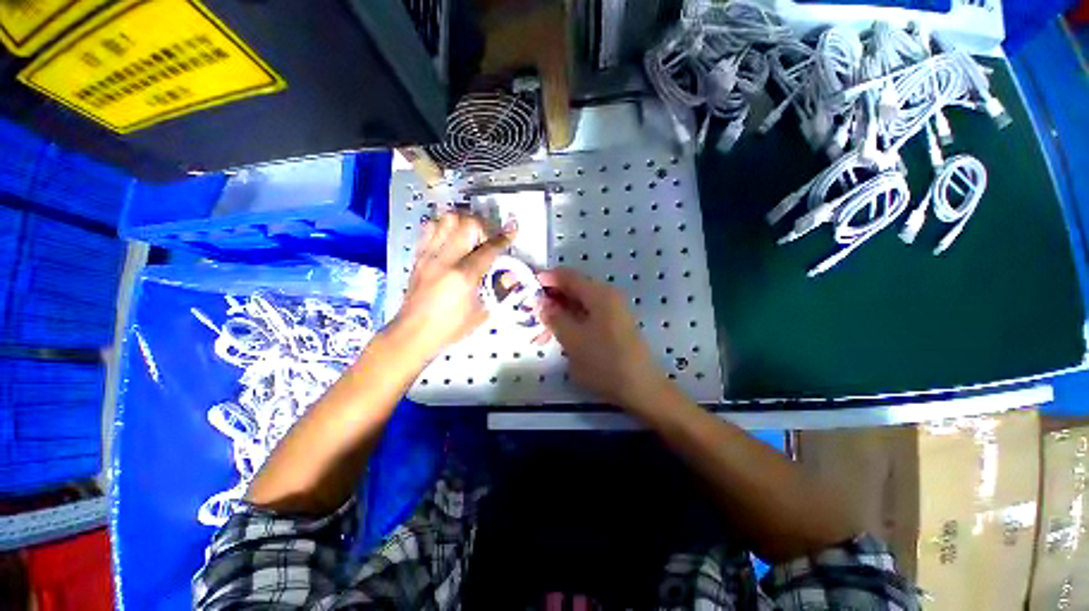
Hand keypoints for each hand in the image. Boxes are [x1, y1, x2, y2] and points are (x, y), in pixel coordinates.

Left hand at [389, 212, 513, 360]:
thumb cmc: (451, 327)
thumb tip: (512, 274)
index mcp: (464, 276)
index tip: (512, 230)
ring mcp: (429, 255)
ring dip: (463, 222)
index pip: (489, 248)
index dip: (504, 238)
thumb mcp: (482, 312)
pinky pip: (430, 229)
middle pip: (466, 223)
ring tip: (470, 236)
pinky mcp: (418, 256)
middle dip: (483, 226)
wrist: (413, 333)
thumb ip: (499, 289)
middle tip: (487, 240)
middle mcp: (445, 259)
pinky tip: (451, 239)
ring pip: (446, 219)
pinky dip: (444, 227)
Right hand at [538, 268, 671, 410]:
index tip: (528, 289)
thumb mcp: (572, 339)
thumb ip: (554, 317)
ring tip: (543, 332)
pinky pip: (588, 316)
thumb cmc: (604, 361)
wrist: (640, 387)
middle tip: (533, 314)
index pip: (568, 276)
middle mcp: (607, 296)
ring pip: (580, 305)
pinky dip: (572, 322)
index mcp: (599, 294)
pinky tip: (562, 336)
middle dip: (552, 299)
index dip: (546, 279)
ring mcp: (613, 311)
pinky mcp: (614, 325)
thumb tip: (541, 302)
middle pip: (574, 289)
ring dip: (561, 314)